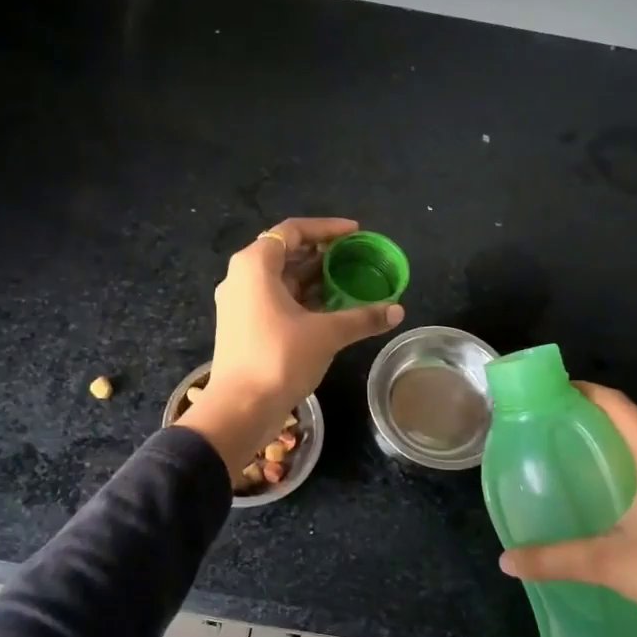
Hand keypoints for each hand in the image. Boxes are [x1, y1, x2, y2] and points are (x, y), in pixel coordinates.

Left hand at [178, 217, 403, 471]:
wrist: (240, 408)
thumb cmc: (279, 358)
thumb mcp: (326, 334)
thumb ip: (362, 317)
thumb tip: (397, 311)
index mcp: (255, 265)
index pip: (293, 230)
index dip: (327, 228)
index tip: (356, 233)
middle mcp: (241, 277)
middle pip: (285, 252)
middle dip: (322, 254)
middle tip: (355, 258)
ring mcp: (239, 303)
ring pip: (280, 279)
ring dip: (313, 279)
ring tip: (348, 282)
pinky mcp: (242, 326)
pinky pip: (275, 300)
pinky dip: (302, 299)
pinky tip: (330, 310)